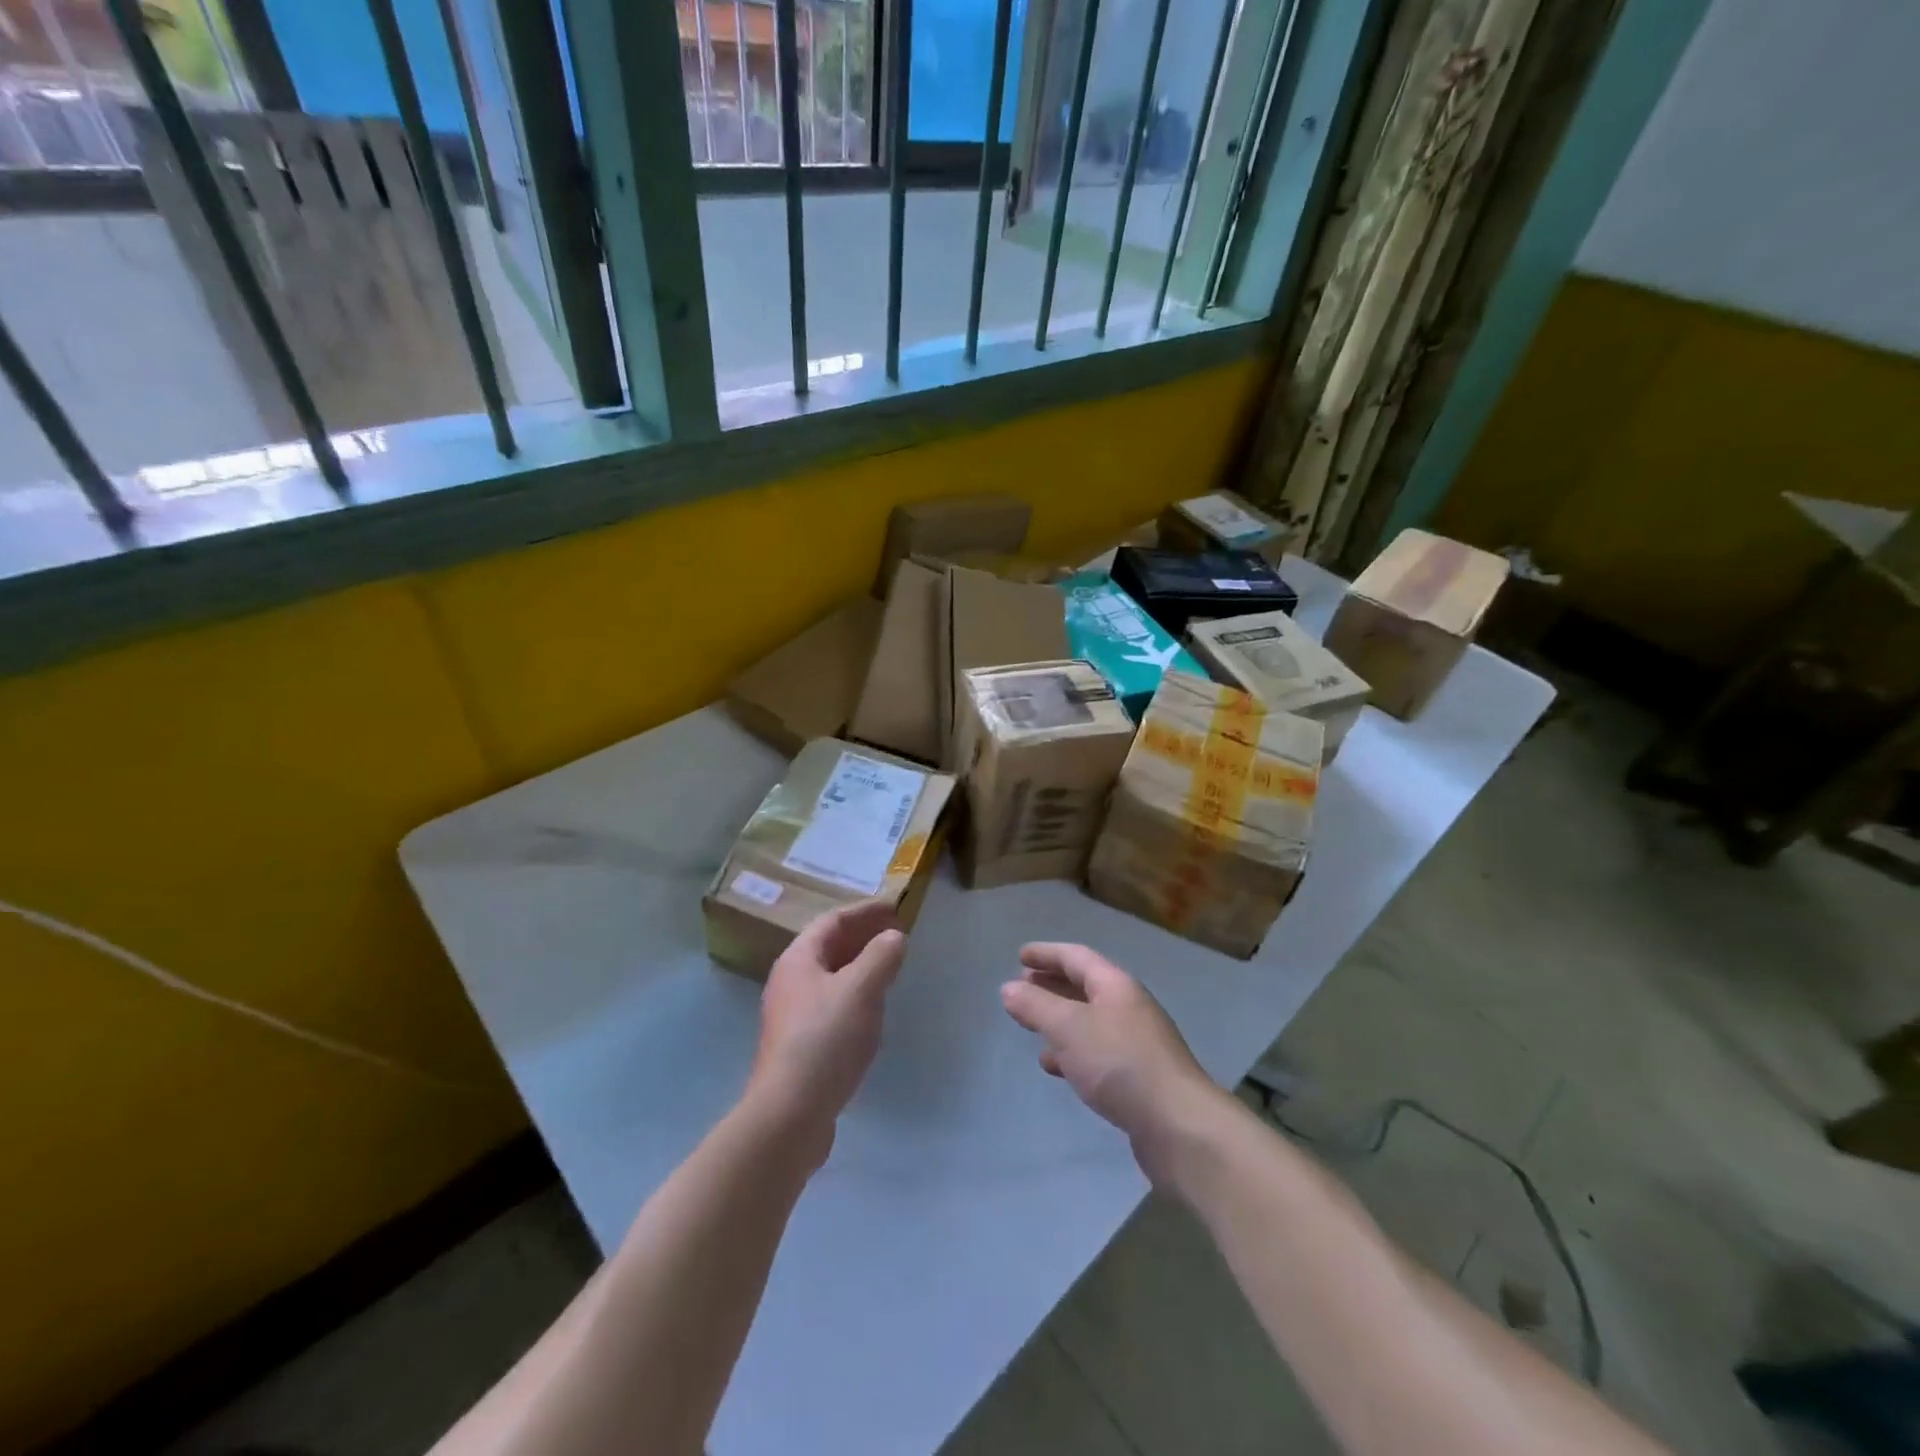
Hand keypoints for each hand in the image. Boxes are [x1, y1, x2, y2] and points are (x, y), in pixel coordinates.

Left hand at [748, 901, 906, 1149]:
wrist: (789, 1114)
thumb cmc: (826, 1039)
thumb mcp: (861, 989)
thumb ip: (881, 957)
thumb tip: (894, 937)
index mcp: (798, 960)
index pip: (833, 921)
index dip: (864, 911)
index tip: (894, 908)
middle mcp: (789, 982)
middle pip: (828, 948)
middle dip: (862, 937)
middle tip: (896, 934)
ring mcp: (791, 1016)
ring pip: (830, 978)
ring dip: (860, 966)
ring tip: (889, 967)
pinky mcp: (800, 1046)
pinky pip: (831, 1005)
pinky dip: (855, 995)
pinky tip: (873, 1010)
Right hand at [1001, 943, 1220, 1174]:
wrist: (1178, 1126)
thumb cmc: (1120, 1064)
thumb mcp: (1069, 1028)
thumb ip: (1036, 1006)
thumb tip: (1009, 988)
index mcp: (1115, 986)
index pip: (1076, 957)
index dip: (1047, 954)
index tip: (1020, 955)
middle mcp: (1128, 1007)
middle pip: (1084, 986)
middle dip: (1052, 984)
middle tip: (1022, 987)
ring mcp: (1136, 1043)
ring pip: (1089, 1021)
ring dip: (1060, 1020)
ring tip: (1032, 1026)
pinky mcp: (1137, 1076)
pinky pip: (1097, 1052)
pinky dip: (1072, 1051)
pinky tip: (1056, 1067)